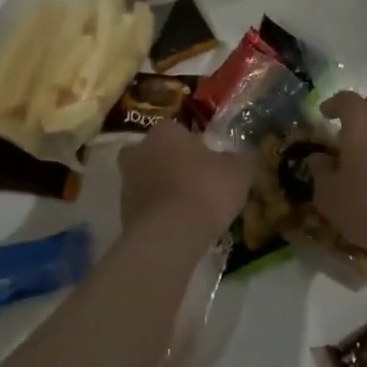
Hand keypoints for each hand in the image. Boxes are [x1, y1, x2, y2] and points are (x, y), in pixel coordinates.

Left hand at [118, 122, 250, 243]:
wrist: (169, 236)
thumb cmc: (206, 190)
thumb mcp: (239, 172)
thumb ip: (241, 159)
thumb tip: (244, 155)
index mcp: (166, 131)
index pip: (179, 130)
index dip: (194, 146)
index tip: (209, 163)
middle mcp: (140, 150)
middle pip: (157, 153)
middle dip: (171, 165)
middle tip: (195, 183)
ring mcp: (127, 182)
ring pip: (148, 180)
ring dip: (163, 191)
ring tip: (189, 211)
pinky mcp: (122, 213)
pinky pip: (145, 208)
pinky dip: (158, 215)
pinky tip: (178, 228)